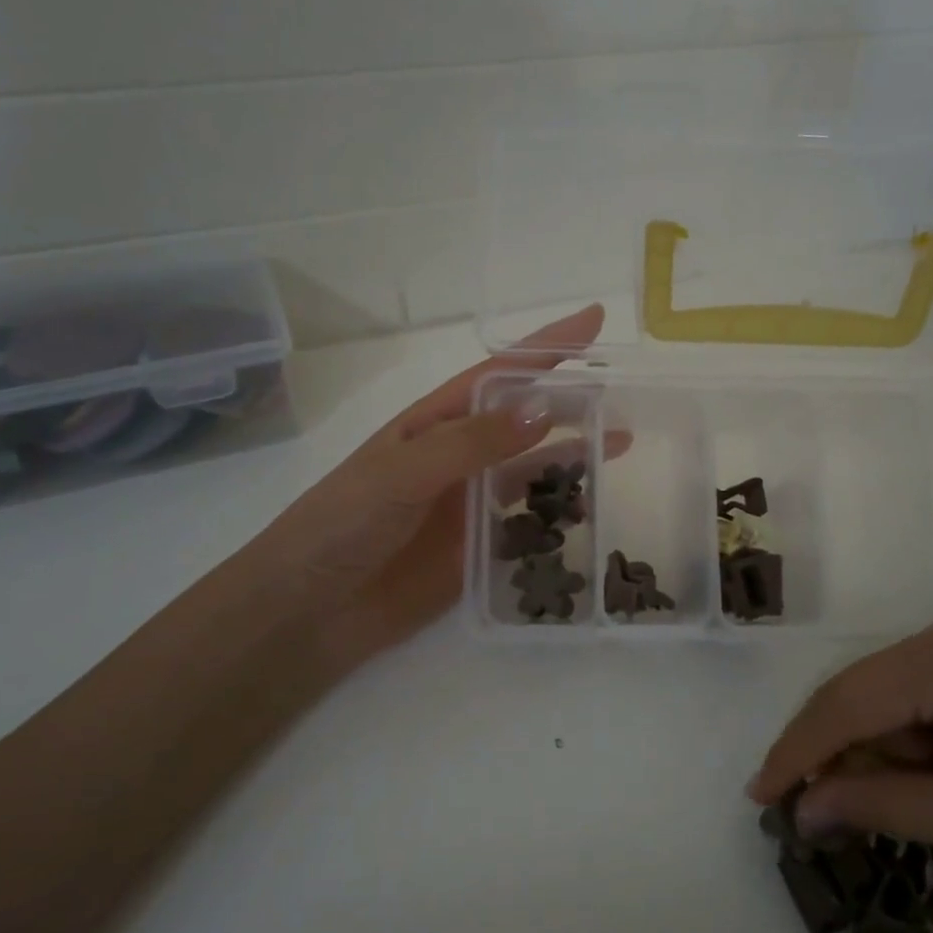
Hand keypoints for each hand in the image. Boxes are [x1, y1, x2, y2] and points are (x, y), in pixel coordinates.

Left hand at [227, 305, 605, 669]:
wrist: (308, 612)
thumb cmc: (342, 525)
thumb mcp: (403, 473)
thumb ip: (473, 443)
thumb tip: (545, 407)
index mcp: (434, 423)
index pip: (500, 375)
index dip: (546, 346)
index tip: (594, 320)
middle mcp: (458, 457)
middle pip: (525, 420)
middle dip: (570, 402)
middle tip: (624, 393)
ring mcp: (469, 504)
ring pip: (532, 470)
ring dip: (573, 457)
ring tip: (623, 445)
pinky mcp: (478, 549)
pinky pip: (527, 524)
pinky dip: (558, 515)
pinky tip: (589, 509)